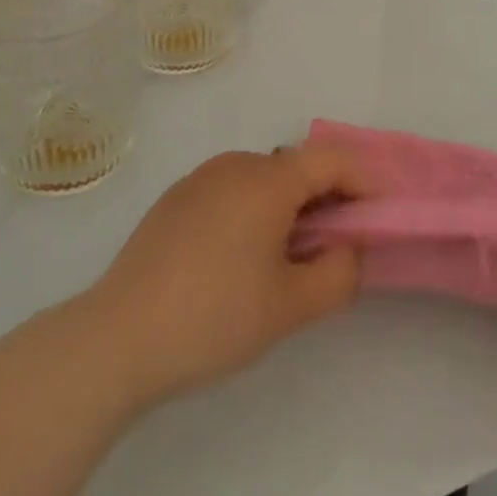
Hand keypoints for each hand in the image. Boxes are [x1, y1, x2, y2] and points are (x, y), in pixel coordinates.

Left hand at [86, 147, 365, 407]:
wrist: (119, 336)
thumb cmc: (215, 316)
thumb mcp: (291, 306)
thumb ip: (339, 272)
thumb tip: (348, 247)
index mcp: (267, 180)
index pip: (331, 160)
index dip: (362, 181)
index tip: (377, 216)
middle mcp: (235, 165)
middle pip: (296, 167)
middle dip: (326, 198)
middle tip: (335, 247)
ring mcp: (199, 179)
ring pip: (262, 179)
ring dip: (288, 206)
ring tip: (288, 258)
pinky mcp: (175, 200)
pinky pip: (230, 191)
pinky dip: (252, 210)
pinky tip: (240, 259)